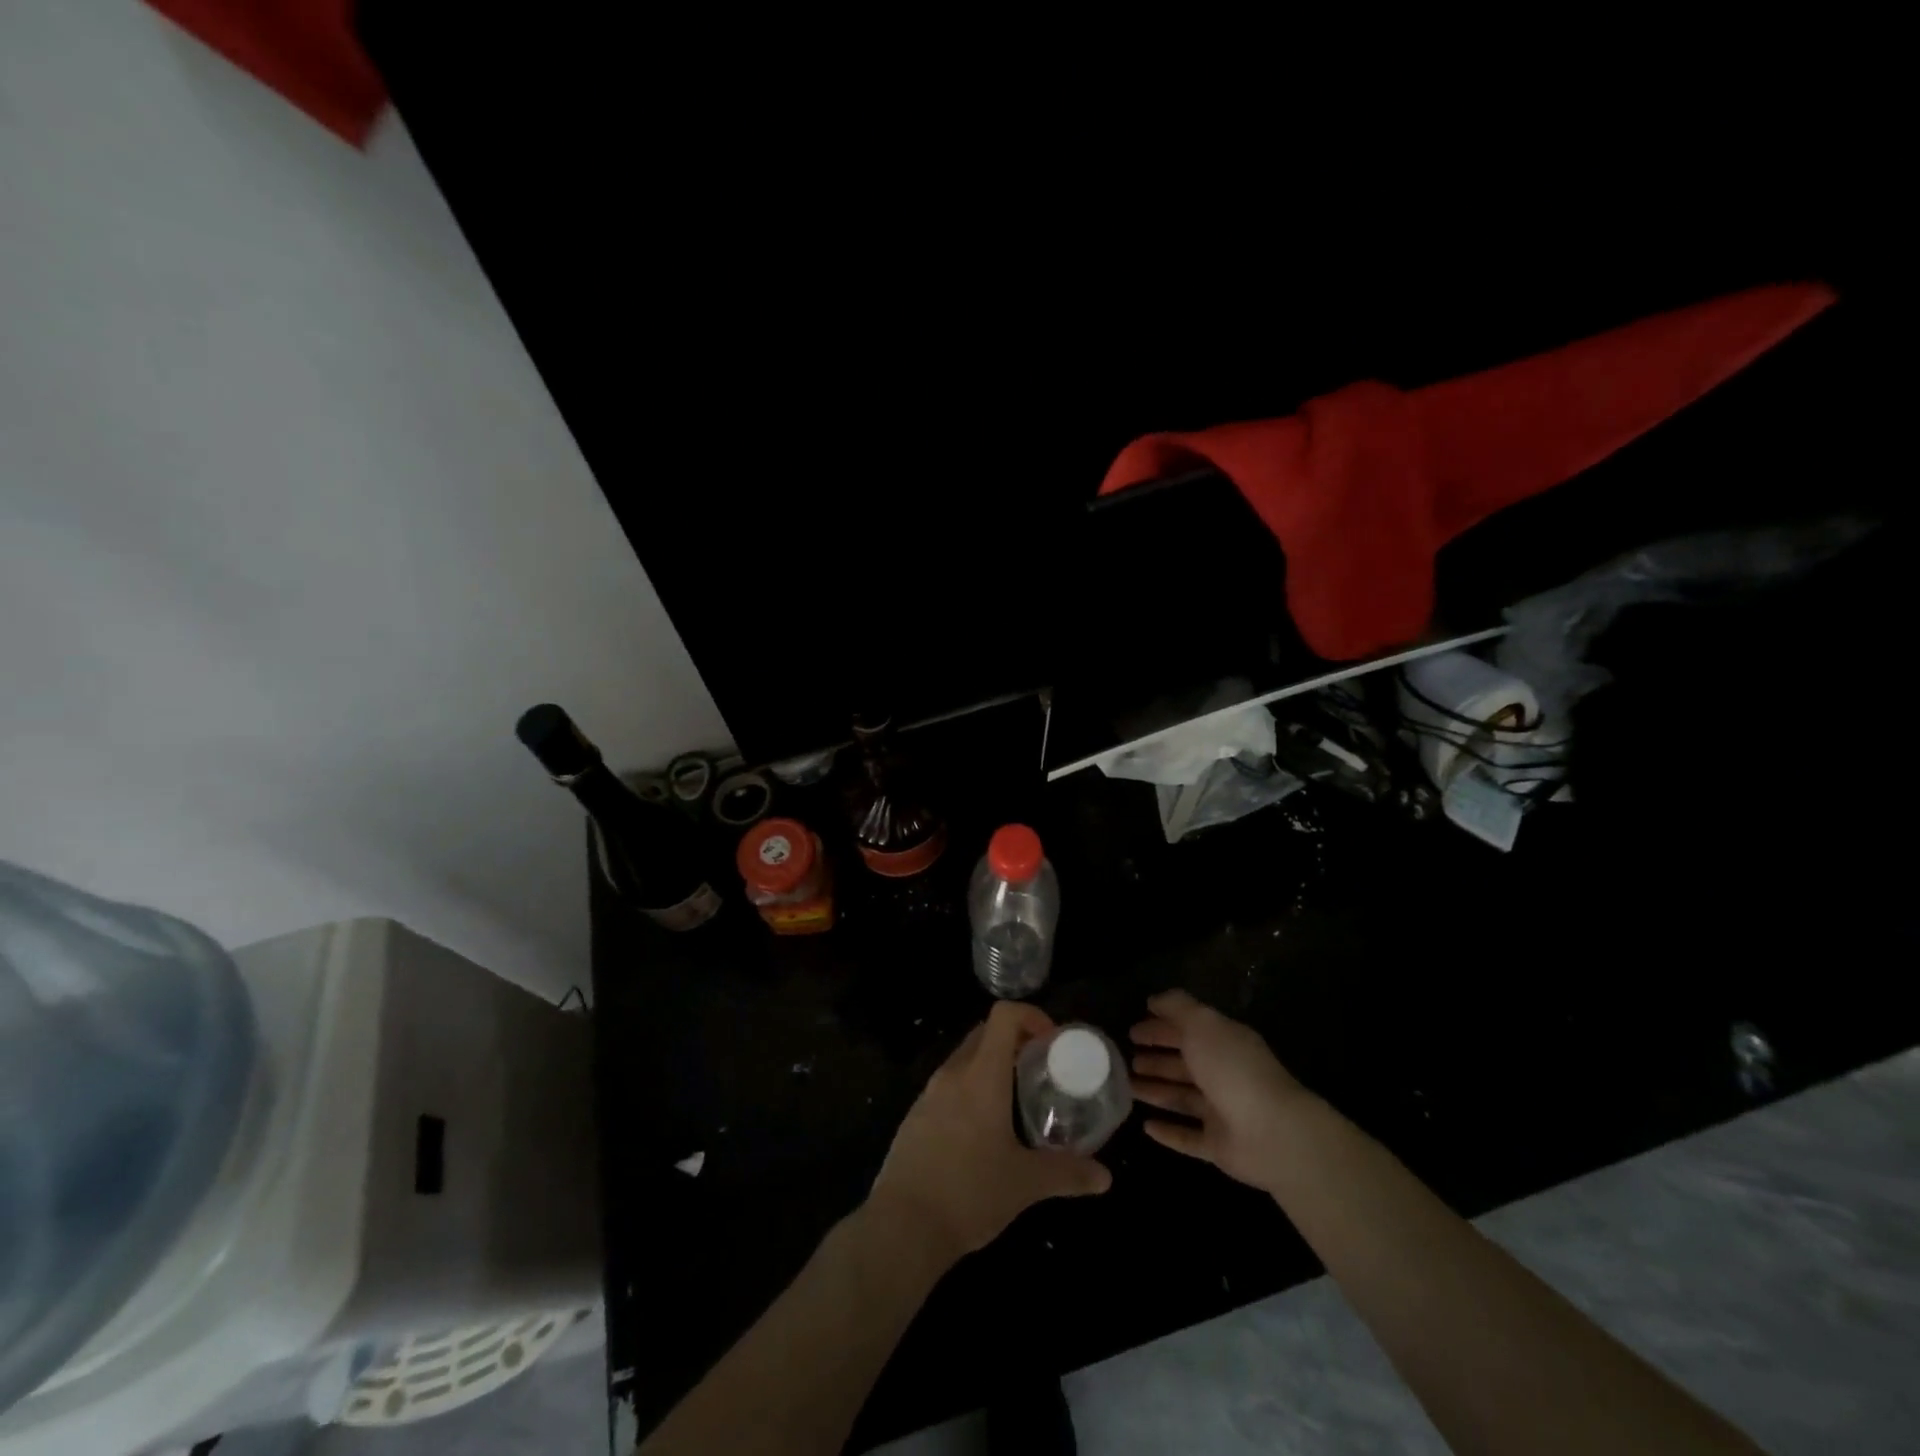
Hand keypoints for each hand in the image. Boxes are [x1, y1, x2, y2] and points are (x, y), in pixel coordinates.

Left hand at [869, 1001, 1111, 1262]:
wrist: (902, 1226)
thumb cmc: (970, 1193)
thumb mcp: (1025, 1184)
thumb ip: (1067, 1174)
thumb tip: (1105, 1177)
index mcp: (981, 1076)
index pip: (1003, 1016)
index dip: (1031, 1016)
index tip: (1051, 1044)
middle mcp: (953, 1073)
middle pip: (984, 1033)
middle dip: (1014, 1041)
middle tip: (1040, 1070)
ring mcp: (929, 1093)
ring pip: (964, 1059)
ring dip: (991, 1065)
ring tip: (1015, 1101)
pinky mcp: (915, 1116)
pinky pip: (948, 1085)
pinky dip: (970, 1089)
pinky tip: (982, 1130)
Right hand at [1130, 989, 1317, 1192]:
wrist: (1274, 1134)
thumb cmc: (1233, 1069)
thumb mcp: (1202, 1025)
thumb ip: (1177, 1007)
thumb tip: (1154, 1000)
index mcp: (1224, 1042)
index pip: (1187, 1030)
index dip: (1159, 1028)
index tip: (1132, 1031)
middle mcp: (1223, 1074)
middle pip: (1184, 1064)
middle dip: (1156, 1060)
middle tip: (1125, 1060)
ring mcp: (1222, 1111)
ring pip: (1182, 1098)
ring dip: (1155, 1091)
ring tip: (1126, 1088)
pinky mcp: (1219, 1146)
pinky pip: (1188, 1136)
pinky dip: (1169, 1132)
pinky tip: (1146, 1127)